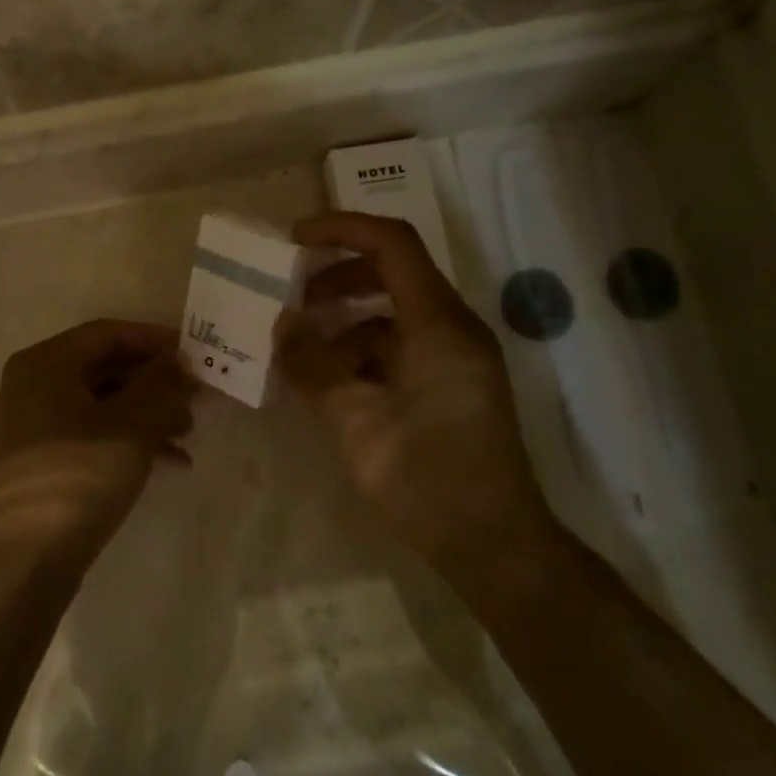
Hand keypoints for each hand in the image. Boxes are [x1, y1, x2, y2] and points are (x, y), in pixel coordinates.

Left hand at [0, 321, 195, 565]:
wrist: (21, 561)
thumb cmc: (79, 476)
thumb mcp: (132, 425)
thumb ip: (160, 384)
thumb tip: (178, 363)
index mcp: (44, 364)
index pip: (107, 333)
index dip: (154, 340)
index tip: (194, 353)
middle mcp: (30, 387)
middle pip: (103, 369)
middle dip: (154, 382)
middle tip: (196, 397)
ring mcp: (29, 428)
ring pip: (99, 406)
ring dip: (147, 414)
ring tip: (188, 433)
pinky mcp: (37, 465)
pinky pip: (88, 436)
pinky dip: (127, 441)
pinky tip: (168, 463)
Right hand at [278, 214, 556, 567]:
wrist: (494, 545)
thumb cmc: (427, 479)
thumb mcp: (356, 422)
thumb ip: (312, 367)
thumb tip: (280, 325)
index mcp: (439, 324)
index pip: (392, 245)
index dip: (341, 230)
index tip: (293, 239)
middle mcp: (454, 328)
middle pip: (393, 275)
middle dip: (337, 279)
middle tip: (290, 297)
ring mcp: (457, 357)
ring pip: (394, 316)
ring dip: (346, 323)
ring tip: (301, 351)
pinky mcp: (453, 384)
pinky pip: (402, 349)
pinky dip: (363, 354)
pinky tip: (331, 384)